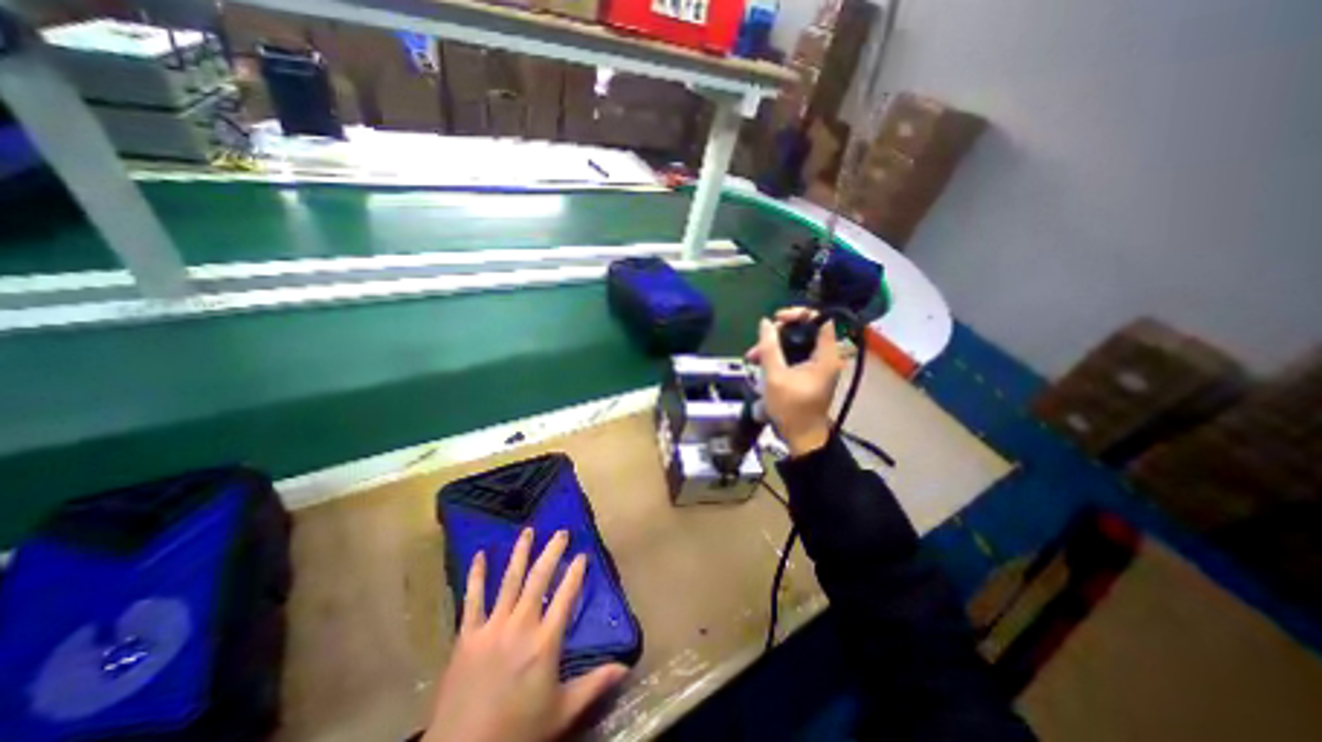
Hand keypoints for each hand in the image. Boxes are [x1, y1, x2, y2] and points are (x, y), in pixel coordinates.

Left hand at [427, 528, 625, 740]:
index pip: (566, 596)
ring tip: (528, 531)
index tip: (582, 555)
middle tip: (561, 532)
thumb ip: (594, 685)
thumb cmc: (518, 731)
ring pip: (509, 580)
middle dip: (552, 552)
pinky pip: (472, 599)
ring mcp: (492, 627)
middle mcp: (521, 625)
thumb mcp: (562, 711)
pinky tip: (480, 554)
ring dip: (520, 553)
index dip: (575, 573)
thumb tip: (627, 667)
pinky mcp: (467, 635)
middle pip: (539, 579)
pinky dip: (476, 576)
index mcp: (545, 641)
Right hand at [747, 308, 841, 458]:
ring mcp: (818, 366)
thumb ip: (769, 348)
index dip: (799, 314)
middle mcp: (826, 357)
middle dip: (780, 333)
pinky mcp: (809, 374)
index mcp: (826, 356)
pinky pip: (795, 356)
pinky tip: (760, 363)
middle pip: (806, 331)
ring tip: (752, 356)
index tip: (777, 319)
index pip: (821, 320)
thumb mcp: (775, 376)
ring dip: (775, 346)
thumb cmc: (791, 408)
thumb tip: (765, 322)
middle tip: (760, 340)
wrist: (801, 437)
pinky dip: (779, 357)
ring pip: (797, 344)